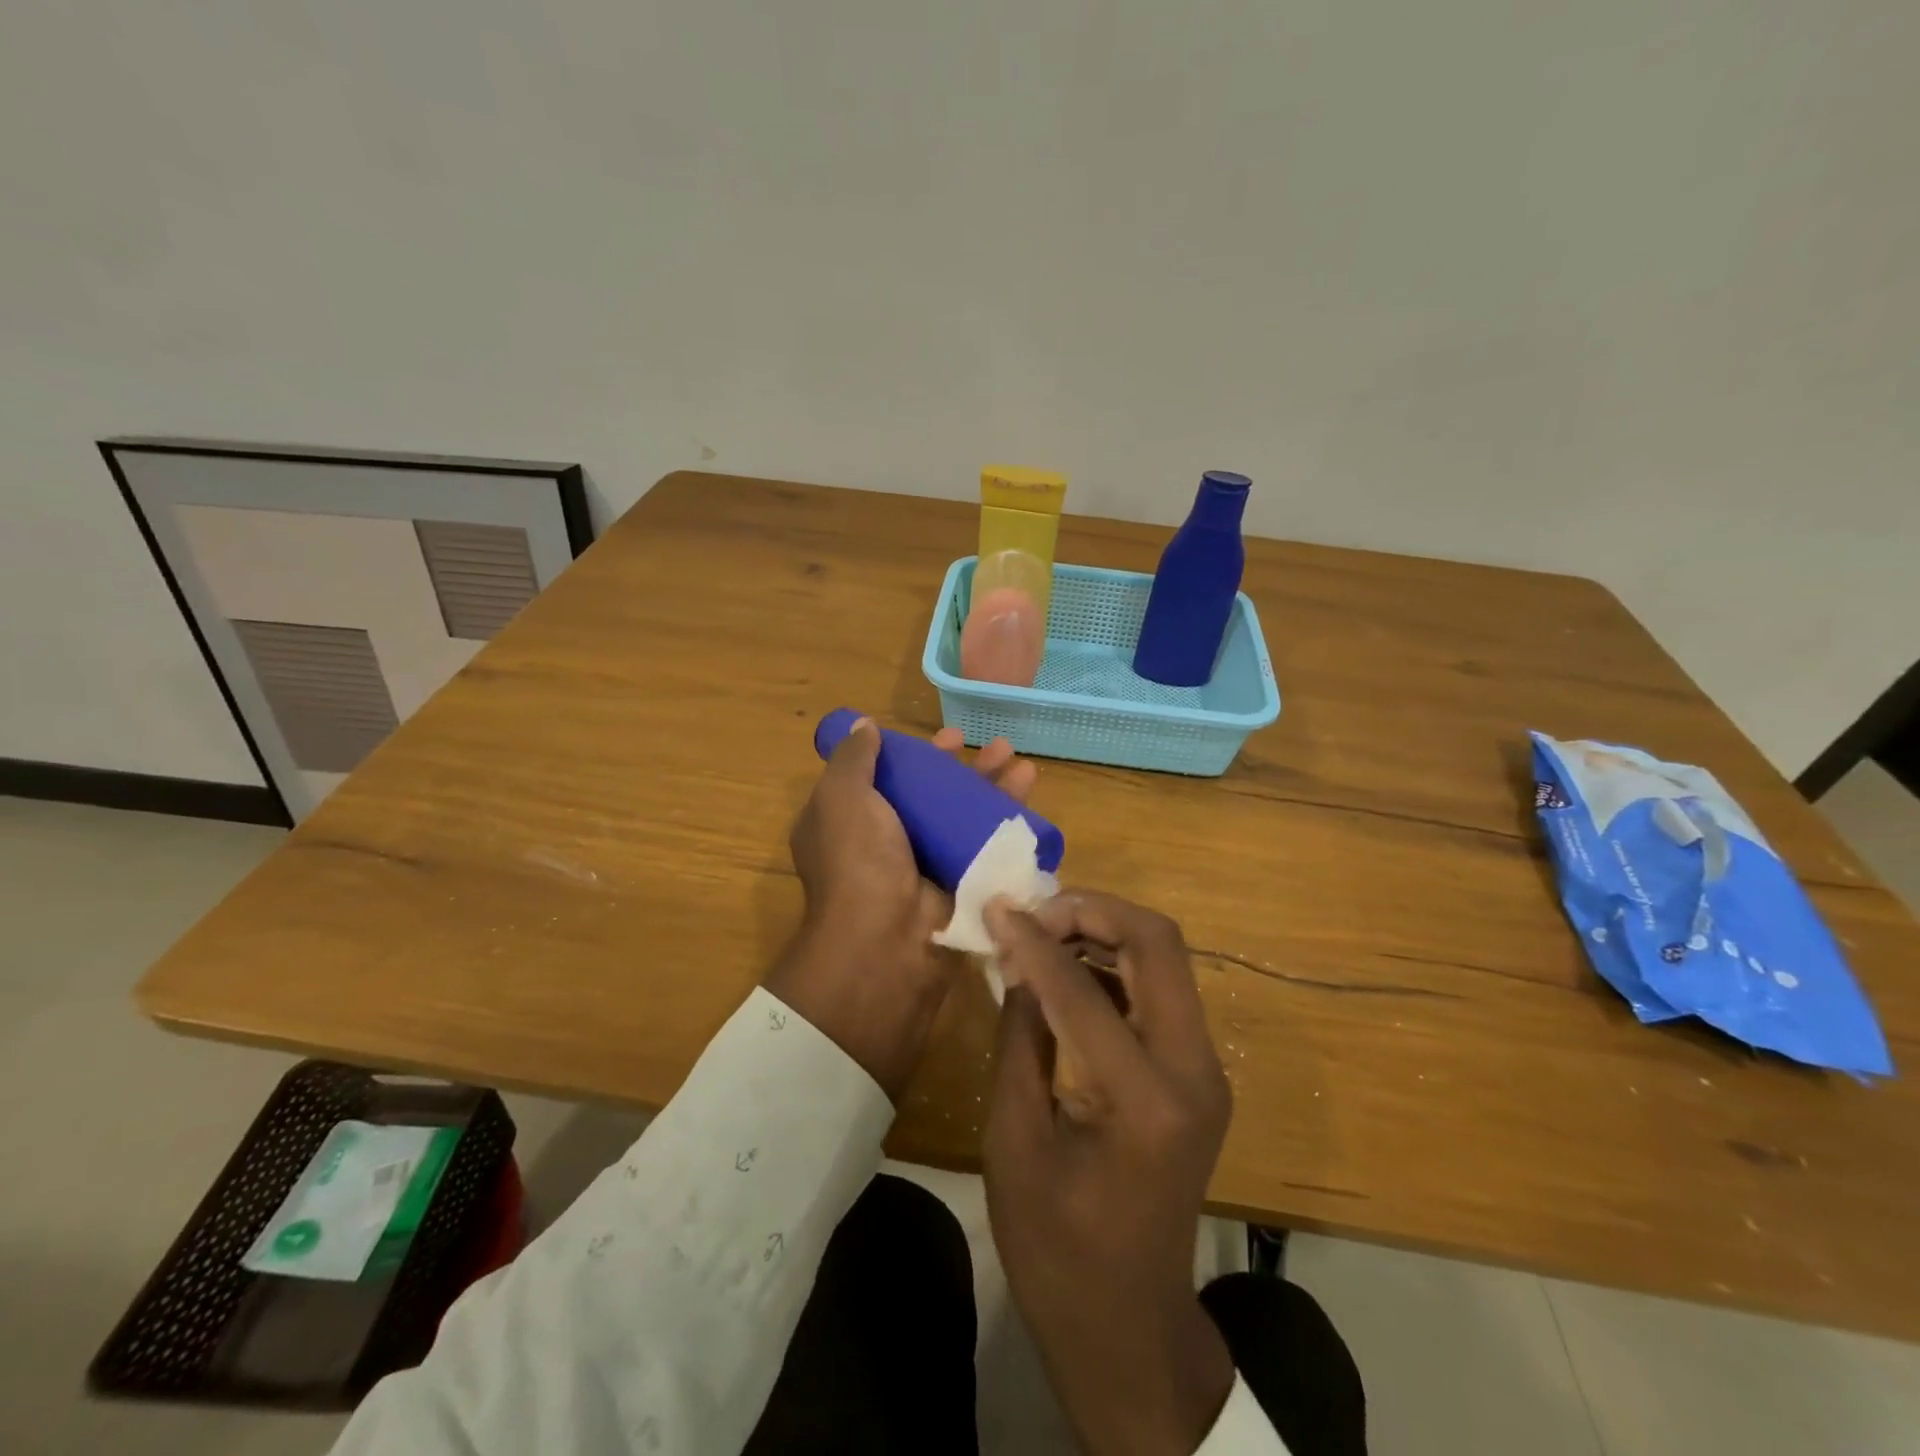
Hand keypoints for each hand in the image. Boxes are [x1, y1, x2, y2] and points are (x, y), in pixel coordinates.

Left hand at [769, 719, 1036, 1098]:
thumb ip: (854, 759)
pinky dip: (1006, 822)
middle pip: (933, 794)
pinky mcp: (957, 884)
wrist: (887, 941)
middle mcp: (886, 842)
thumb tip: (866, 726)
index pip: (888, 778)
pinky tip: (1030, 799)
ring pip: (964, 816)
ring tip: (1025, 765)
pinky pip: (984, 845)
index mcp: (851, 822)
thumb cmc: (858, 860)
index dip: (917, 755)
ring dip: (994, 789)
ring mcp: (925, 865)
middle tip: (998, 747)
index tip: (947, 738)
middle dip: (966, 769)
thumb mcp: (842, 798)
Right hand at [982, 891, 1235, 1455]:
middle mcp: (1193, 1072)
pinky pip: (1159, 990)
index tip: (995, 908)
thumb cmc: (1056, 1248)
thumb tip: (1018, 960)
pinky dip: (1114, 964)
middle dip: (1091, 912)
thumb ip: (1019, 1037)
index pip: (1083, 989)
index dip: (1033, 941)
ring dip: (1104, 931)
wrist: (1129, 1326)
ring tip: (1042, 931)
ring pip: (1163, 958)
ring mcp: (1205, 1071)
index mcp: (1146, 1100)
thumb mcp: (1014, 1140)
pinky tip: (1067, 971)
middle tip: (1033, 912)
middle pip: (1157, 943)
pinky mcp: (1197, 1074)